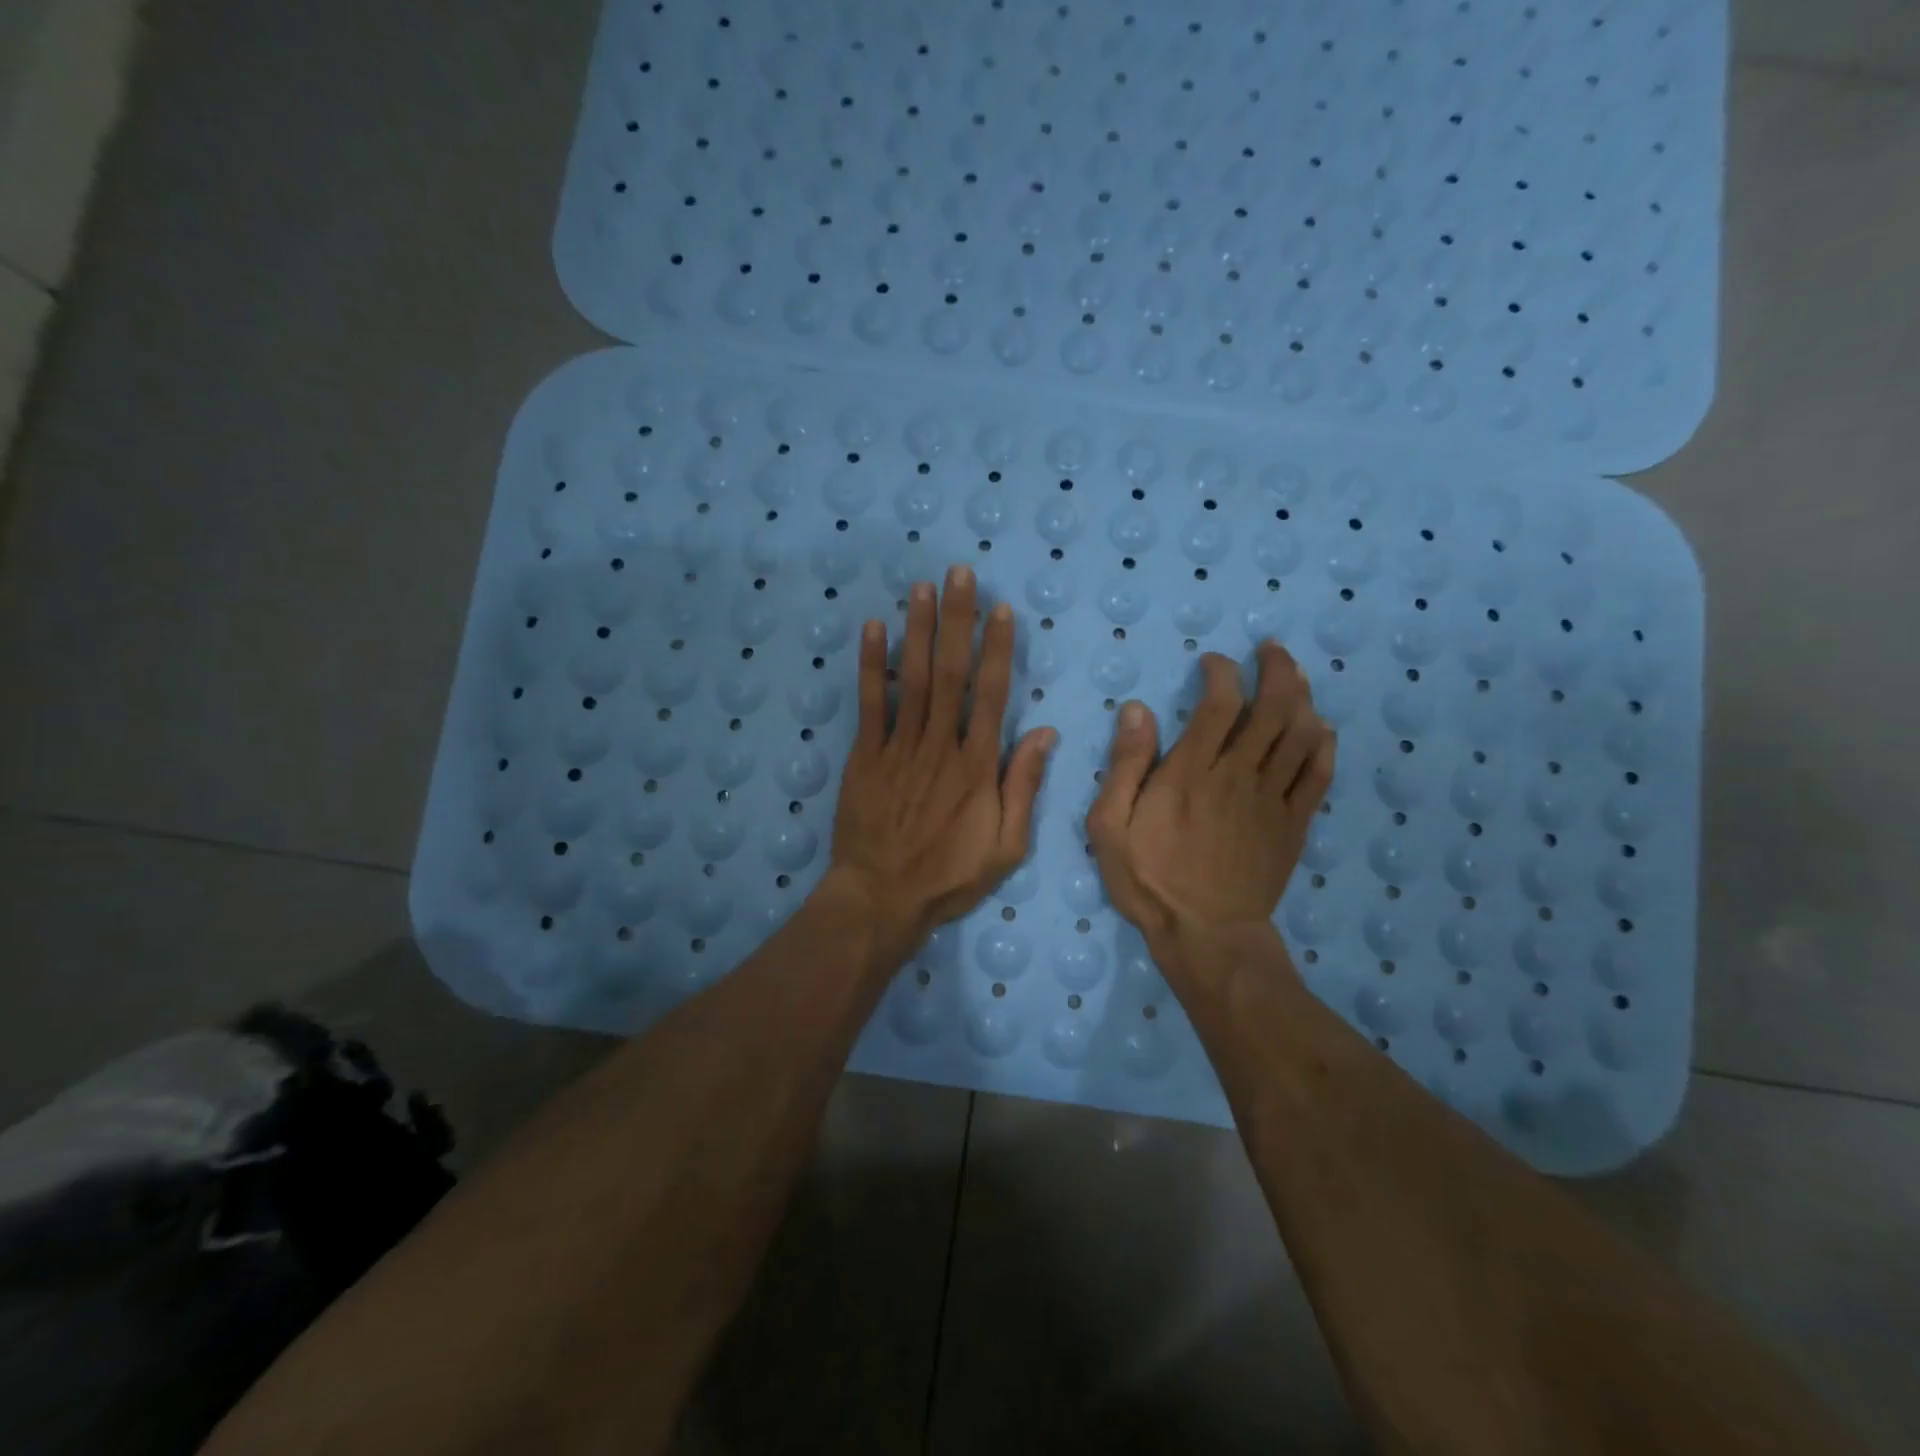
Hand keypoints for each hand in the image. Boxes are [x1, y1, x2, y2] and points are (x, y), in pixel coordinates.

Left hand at [827, 565, 1056, 963]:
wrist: (882, 898)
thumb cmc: (950, 876)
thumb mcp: (1007, 846)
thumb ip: (1024, 787)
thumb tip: (1046, 733)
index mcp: (978, 765)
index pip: (993, 694)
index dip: (998, 649)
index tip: (1001, 610)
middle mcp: (940, 744)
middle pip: (951, 673)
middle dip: (957, 620)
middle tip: (959, 573)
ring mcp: (899, 747)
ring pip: (911, 679)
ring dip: (918, 630)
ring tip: (922, 588)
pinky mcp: (865, 756)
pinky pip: (870, 705)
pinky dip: (871, 666)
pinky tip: (874, 630)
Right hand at [1088, 642, 1334, 984]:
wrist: (1206, 935)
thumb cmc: (1149, 879)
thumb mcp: (1109, 826)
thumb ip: (1125, 766)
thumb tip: (1138, 710)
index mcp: (1191, 772)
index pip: (1218, 703)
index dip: (1222, 672)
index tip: (1213, 662)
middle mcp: (1238, 775)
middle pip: (1273, 708)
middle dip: (1276, 669)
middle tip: (1270, 650)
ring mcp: (1272, 799)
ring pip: (1301, 734)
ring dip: (1303, 696)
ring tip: (1294, 677)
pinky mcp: (1294, 823)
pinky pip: (1319, 774)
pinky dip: (1323, 744)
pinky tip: (1319, 729)